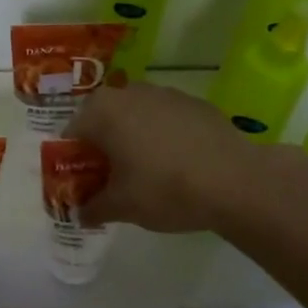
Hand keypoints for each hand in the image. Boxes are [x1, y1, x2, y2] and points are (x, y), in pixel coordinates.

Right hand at [65, 81, 268, 232]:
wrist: (235, 181)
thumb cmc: (164, 189)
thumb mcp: (121, 207)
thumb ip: (94, 208)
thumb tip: (81, 214)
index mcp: (102, 112)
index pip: (72, 133)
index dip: (72, 159)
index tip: (82, 183)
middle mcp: (129, 93)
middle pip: (102, 118)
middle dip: (102, 145)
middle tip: (110, 177)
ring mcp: (165, 93)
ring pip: (135, 115)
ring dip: (131, 137)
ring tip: (143, 170)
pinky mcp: (195, 103)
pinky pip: (165, 118)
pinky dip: (161, 135)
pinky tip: (175, 163)